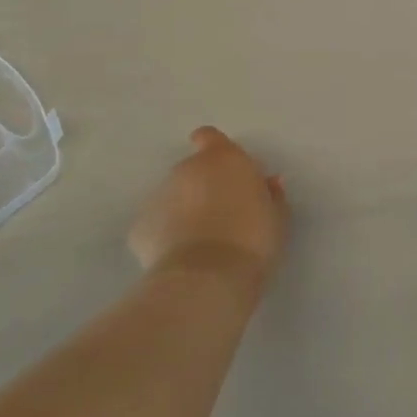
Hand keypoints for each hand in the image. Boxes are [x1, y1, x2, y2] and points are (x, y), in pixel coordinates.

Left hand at [127, 127, 288, 289]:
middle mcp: (186, 169)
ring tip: (203, 243)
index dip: (216, 150)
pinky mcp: (139, 228)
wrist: (207, 278)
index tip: (227, 172)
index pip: (210, 137)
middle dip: (204, 187)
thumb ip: (271, 194)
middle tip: (224, 216)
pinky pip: (157, 225)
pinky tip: (182, 258)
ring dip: (185, 211)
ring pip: (173, 197)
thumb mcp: (277, 216)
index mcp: (223, 159)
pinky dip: (167, 236)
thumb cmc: (253, 239)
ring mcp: (158, 197)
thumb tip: (268, 183)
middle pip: (193, 170)